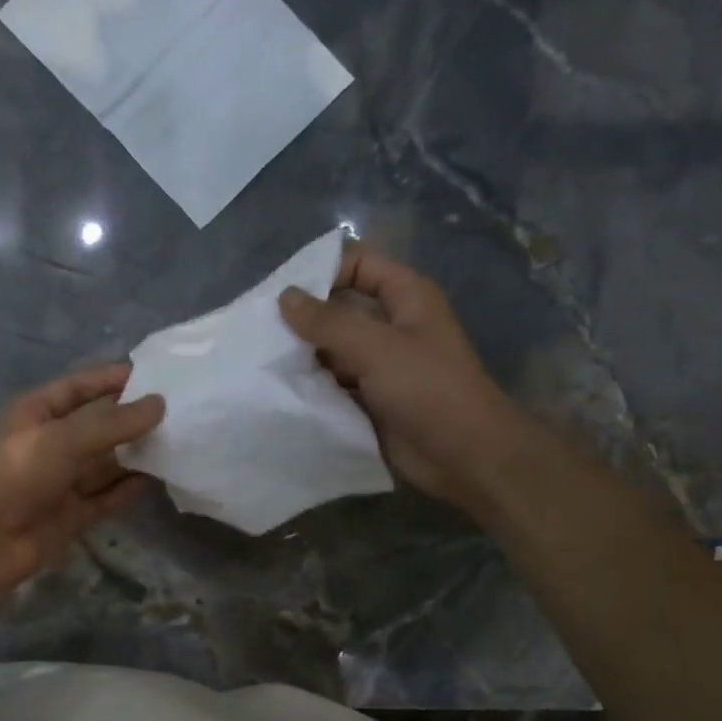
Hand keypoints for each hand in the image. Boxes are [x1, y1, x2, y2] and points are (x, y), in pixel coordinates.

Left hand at [0, 363, 164, 597]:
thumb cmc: (15, 473)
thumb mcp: (62, 438)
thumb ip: (112, 423)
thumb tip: (160, 404)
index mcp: (35, 413)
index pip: (78, 388)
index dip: (111, 379)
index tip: (154, 375)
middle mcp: (49, 444)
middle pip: (96, 426)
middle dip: (131, 419)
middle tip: (178, 411)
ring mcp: (60, 482)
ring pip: (105, 463)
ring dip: (135, 455)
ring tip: (178, 442)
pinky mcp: (71, 515)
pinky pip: (106, 497)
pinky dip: (128, 489)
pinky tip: (159, 478)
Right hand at [278, 248, 515, 504]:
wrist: (463, 455)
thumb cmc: (428, 389)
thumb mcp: (377, 347)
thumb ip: (329, 322)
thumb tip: (285, 297)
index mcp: (406, 298)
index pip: (359, 264)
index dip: (324, 270)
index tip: (282, 292)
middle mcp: (391, 327)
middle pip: (340, 310)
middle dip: (303, 319)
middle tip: (259, 330)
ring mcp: (380, 366)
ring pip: (332, 351)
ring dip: (303, 357)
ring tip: (261, 362)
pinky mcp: (369, 400)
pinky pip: (333, 386)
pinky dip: (311, 388)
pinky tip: (279, 390)